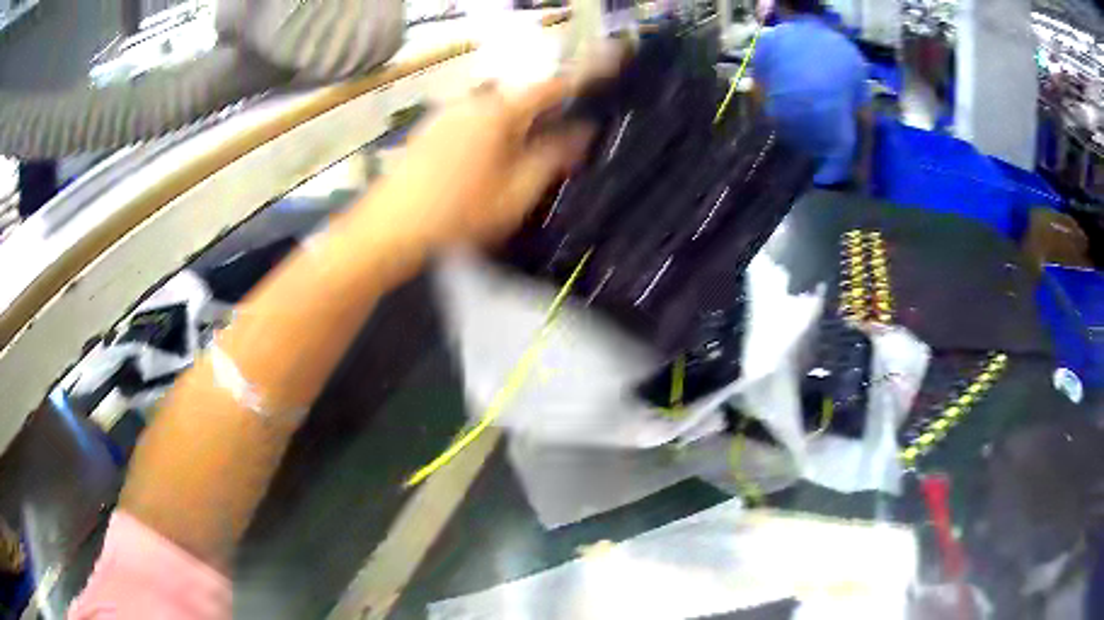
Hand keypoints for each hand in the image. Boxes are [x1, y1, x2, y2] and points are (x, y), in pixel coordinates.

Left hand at [365, 78, 595, 247]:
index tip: (600, 86)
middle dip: (544, 114)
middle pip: (521, 98)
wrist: (390, 227)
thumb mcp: (517, 192)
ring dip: (516, 126)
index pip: (550, 86)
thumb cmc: (459, 212)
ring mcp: (447, 113)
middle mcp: (473, 102)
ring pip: (495, 111)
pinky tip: (486, 163)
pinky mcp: (430, 129)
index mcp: (499, 111)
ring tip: (522, 159)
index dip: (579, 83)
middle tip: (559, 143)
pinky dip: (490, 132)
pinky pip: (473, 121)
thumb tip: (582, 132)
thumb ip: (553, 157)